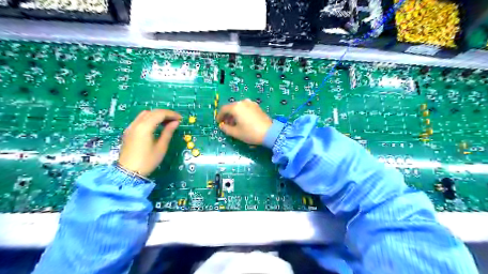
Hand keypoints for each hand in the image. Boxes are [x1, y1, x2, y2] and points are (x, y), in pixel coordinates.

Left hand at [118, 109, 180, 176]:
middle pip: (152, 112)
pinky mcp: (128, 132)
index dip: (171, 114)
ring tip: (167, 122)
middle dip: (165, 114)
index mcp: (145, 127)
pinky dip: (150, 119)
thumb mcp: (161, 147)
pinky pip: (140, 119)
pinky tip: (156, 126)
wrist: (128, 173)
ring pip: (145, 114)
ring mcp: (130, 127)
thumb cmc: (147, 161)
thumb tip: (176, 122)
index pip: (160, 114)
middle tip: (175, 120)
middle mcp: (136, 124)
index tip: (180, 119)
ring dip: (157, 115)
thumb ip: (168, 132)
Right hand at [219, 98, 273, 145]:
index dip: (219, 116)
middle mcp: (243, 102)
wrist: (269, 132)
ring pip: (239, 107)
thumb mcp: (236, 133)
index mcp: (236, 107)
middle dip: (227, 116)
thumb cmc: (250, 133)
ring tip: (234, 124)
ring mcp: (251, 103)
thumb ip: (226, 128)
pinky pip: (246, 108)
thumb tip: (222, 125)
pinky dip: (242, 113)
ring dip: (235, 114)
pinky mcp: (257, 107)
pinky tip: (243, 121)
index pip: (223, 109)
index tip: (218, 122)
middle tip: (226, 124)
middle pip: (231, 107)